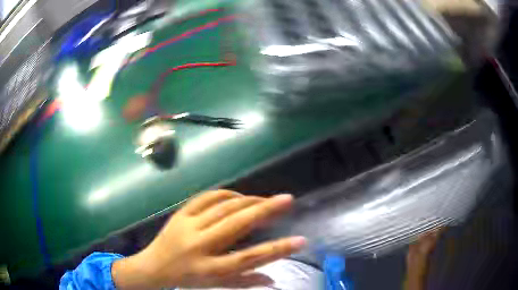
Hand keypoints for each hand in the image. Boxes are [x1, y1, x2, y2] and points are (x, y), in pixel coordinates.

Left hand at [112, 190, 306, 288]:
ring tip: (266, 200)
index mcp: (210, 269)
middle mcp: (199, 246)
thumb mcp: (216, 285)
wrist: (154, 266)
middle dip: (266, 210)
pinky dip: (226, 194)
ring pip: (223, 207)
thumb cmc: (188, 279)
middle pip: (237, 225)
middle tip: (287, 199)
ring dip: (248, 200)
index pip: (249, 259)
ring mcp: (187, 227)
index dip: (277, 250)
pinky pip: (206, 198)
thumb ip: (245, 281)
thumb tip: (274, 280)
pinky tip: (239, 197)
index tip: (301, 240)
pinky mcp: (180, 214)